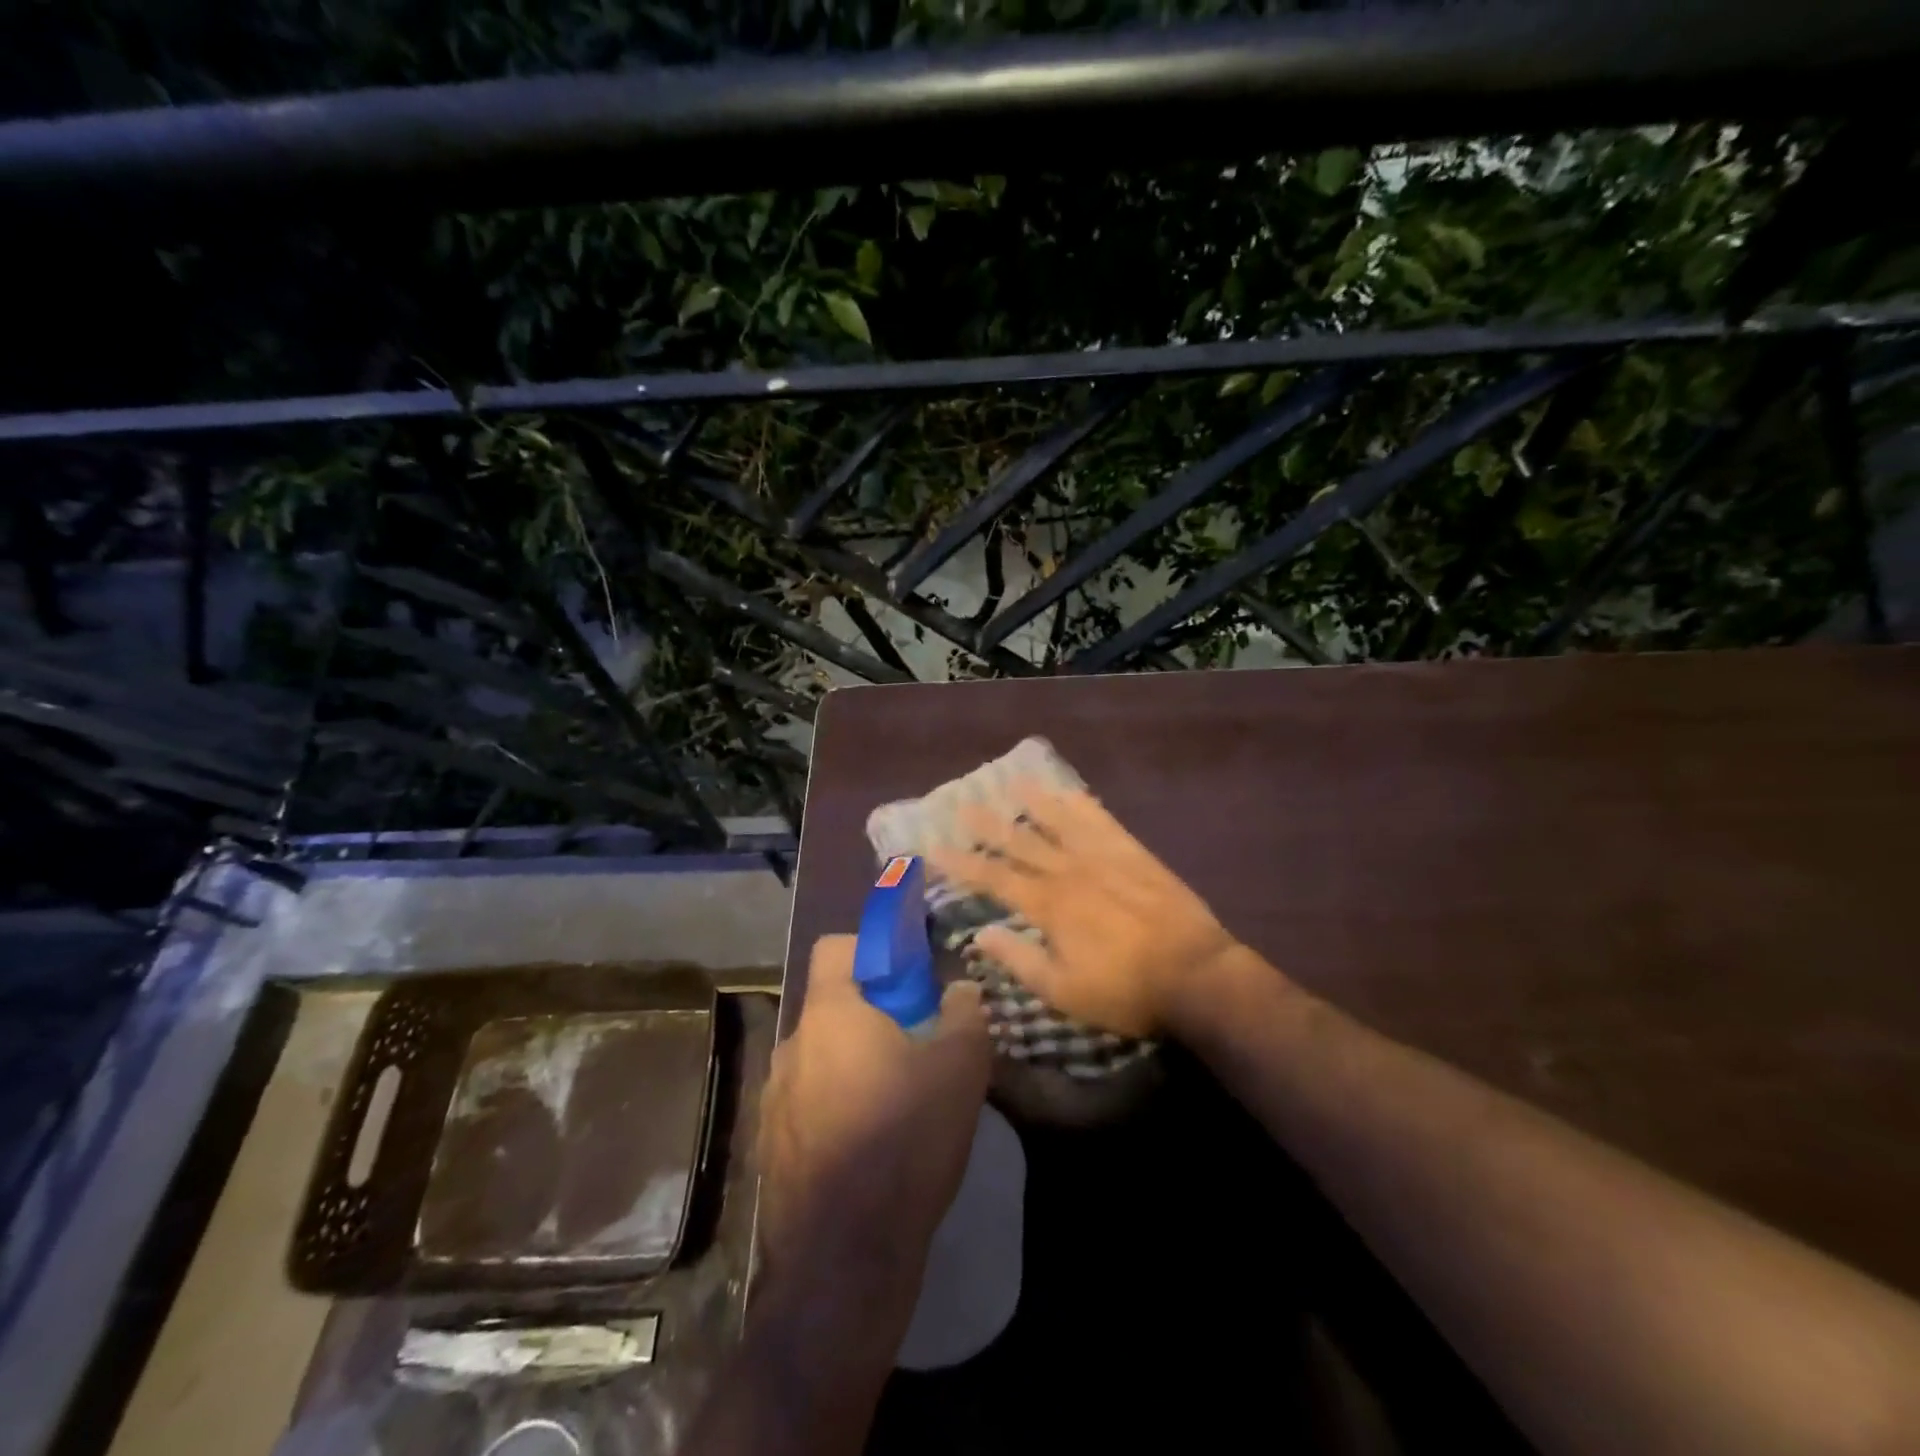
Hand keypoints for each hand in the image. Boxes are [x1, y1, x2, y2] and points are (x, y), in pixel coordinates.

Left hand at [756, 935, 990, 1313]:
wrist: (844, 1258)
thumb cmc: (904, 1141)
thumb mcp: (959, 1069)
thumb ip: (965, 1013)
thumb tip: (961, 988)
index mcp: (829, 1016)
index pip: (835, 948)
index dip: (873, 948)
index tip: (909, 974)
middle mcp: (791, 1047)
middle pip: (833, 1006)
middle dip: (874, 1013)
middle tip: (917, 1040)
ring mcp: (773, 1100)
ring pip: (821, 1056)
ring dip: (855, 1061)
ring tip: (898, 1096)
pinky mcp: (770, 1147)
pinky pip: (807, 1102)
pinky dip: (836, 1104)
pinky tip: (870, 1142)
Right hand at [927, 780, 1242, 1038]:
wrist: (1196, 974)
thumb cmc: (1126, 991)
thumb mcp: (1064, 990)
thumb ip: (1019, 960)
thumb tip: (980, 935)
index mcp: (1048, 905)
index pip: (994, 878)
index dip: (962, 863)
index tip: (934, 847)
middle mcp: (1069, 871)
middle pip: (1022, 841)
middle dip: (989, 824)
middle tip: (963, 803)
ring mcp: (1103, 857)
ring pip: (1060, 821)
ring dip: (1034, 802)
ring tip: (1013, 782)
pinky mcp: (1133, 853)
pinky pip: (1102, 821)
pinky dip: (1083, 804)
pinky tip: (1071, 792)